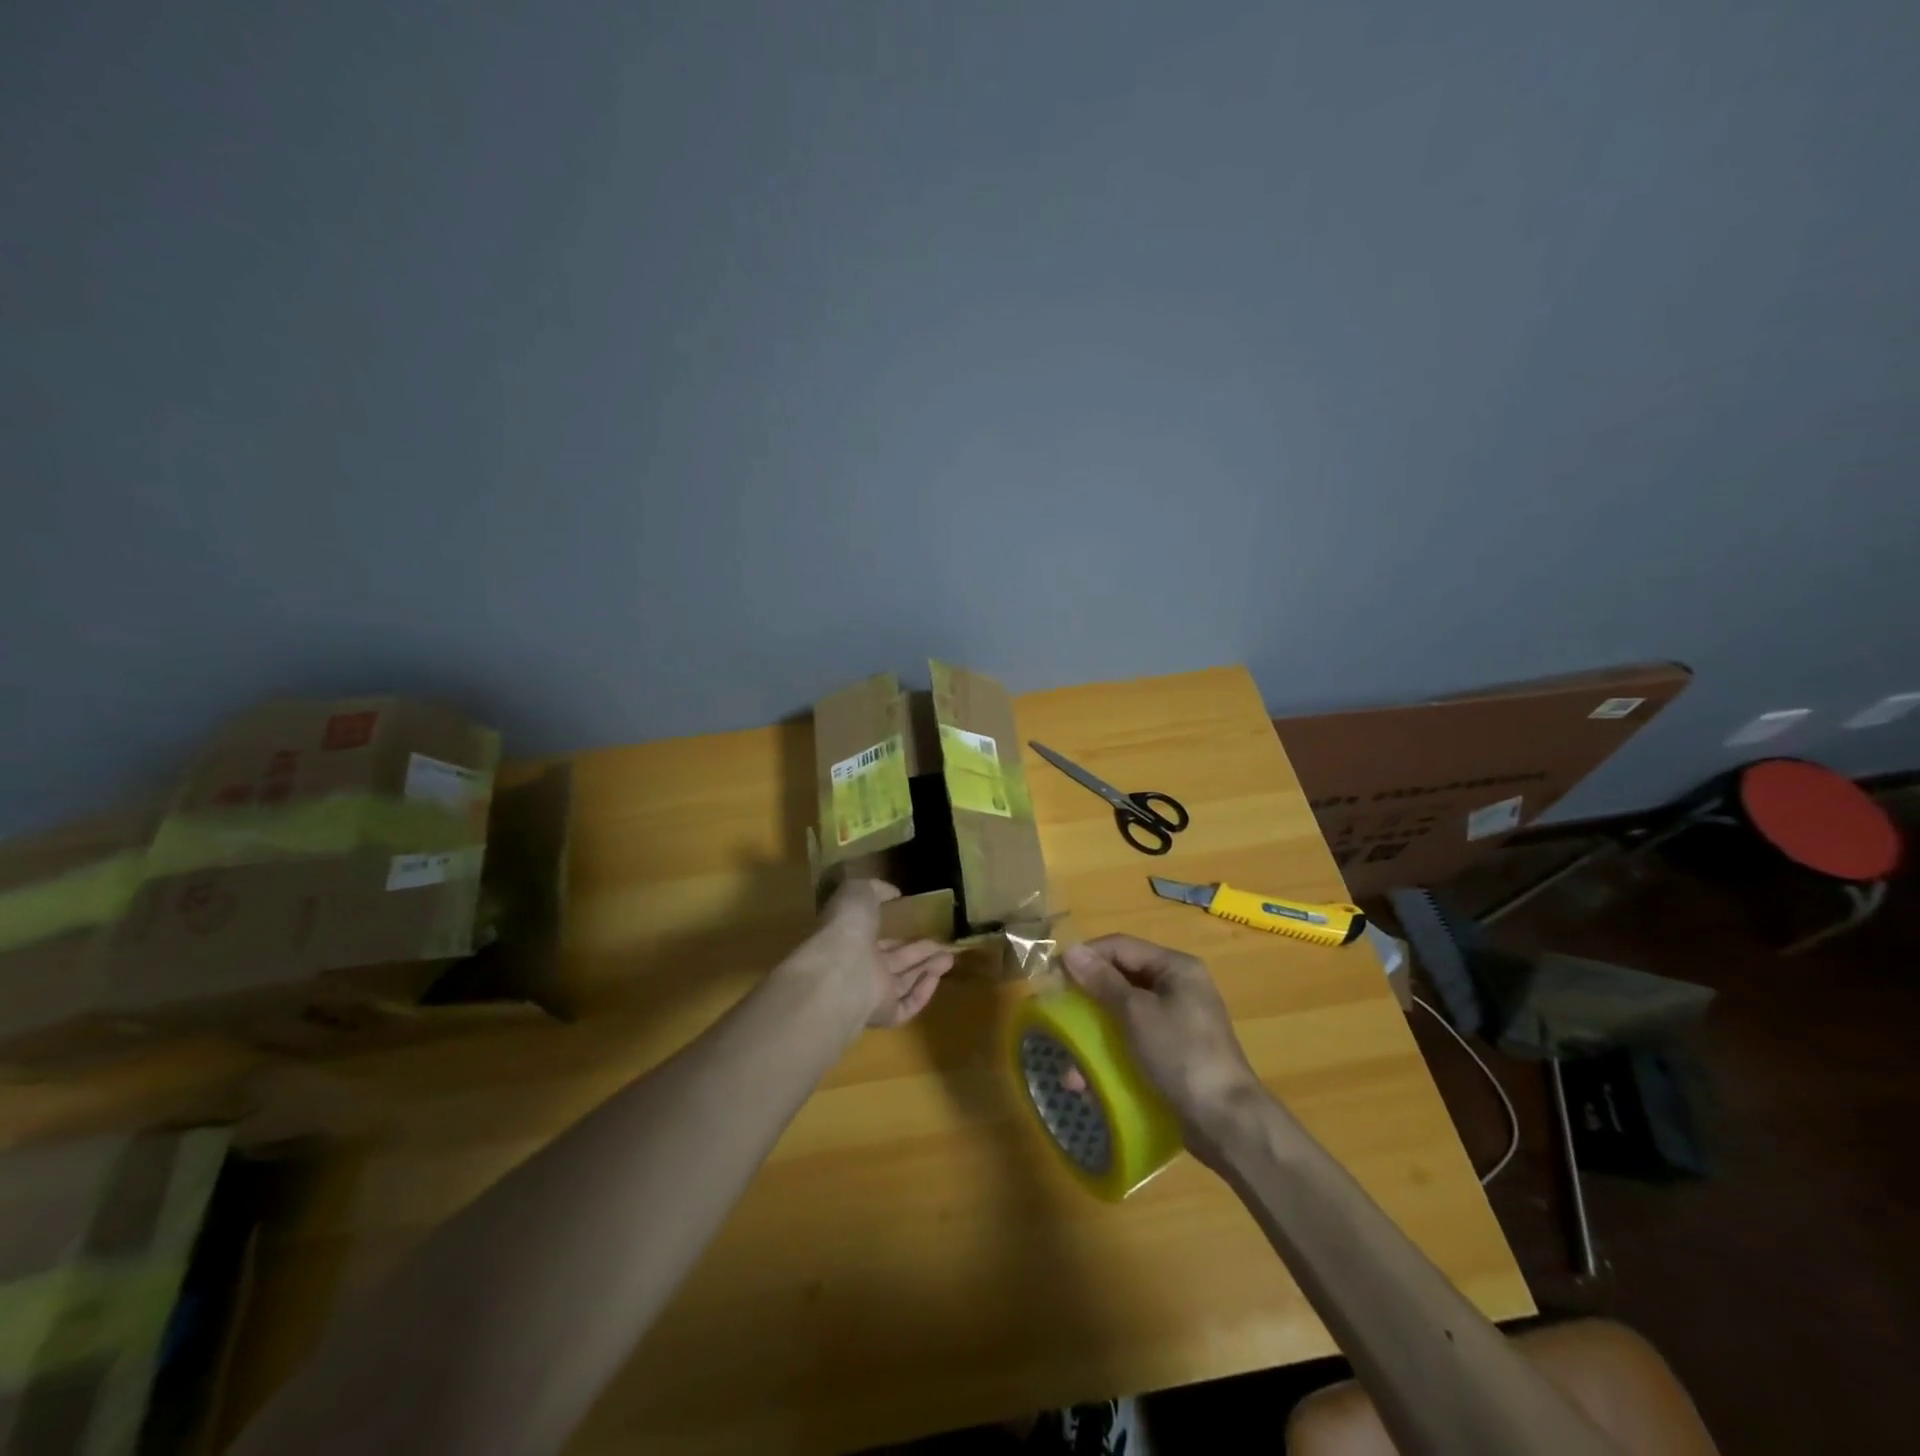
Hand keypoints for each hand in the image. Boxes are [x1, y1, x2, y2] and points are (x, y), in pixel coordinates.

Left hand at [795, 880, 954, 1030]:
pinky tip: (937, 977)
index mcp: (850, 939)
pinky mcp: (884, 1015)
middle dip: (920, 952)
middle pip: (895, 961)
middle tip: (944, 944)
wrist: (840, 971)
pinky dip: (923, 992)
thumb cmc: (847, 927)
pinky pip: (908, 1006)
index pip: (877, 939)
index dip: (898, 934)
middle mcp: (860, 967)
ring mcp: (871, 993)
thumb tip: (893, 893)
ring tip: (951, 957)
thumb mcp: (859, 892)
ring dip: (928, 969)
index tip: (919, 926)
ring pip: (904, 982)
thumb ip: (876, 889)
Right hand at [1063, 935, 1267, 1162]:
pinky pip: (1134, 1041)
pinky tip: (1091, 1082)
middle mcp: (1178, 987)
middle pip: (1121, 979)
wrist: (1227, 1122)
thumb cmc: (1181, 1055)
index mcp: (1175, 967)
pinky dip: (1112, 1055)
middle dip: (1087, 999)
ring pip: (1124, 1014)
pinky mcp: (1174, 1052)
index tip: (1052, 975)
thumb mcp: (1136, 1014)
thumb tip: (1070, 951)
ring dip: (1095, 1035)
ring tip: (1072, 1067)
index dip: (1085, 956)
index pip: (1121, 946)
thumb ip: (1102, 981)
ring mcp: (1177, 1021)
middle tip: (1058, 1014)